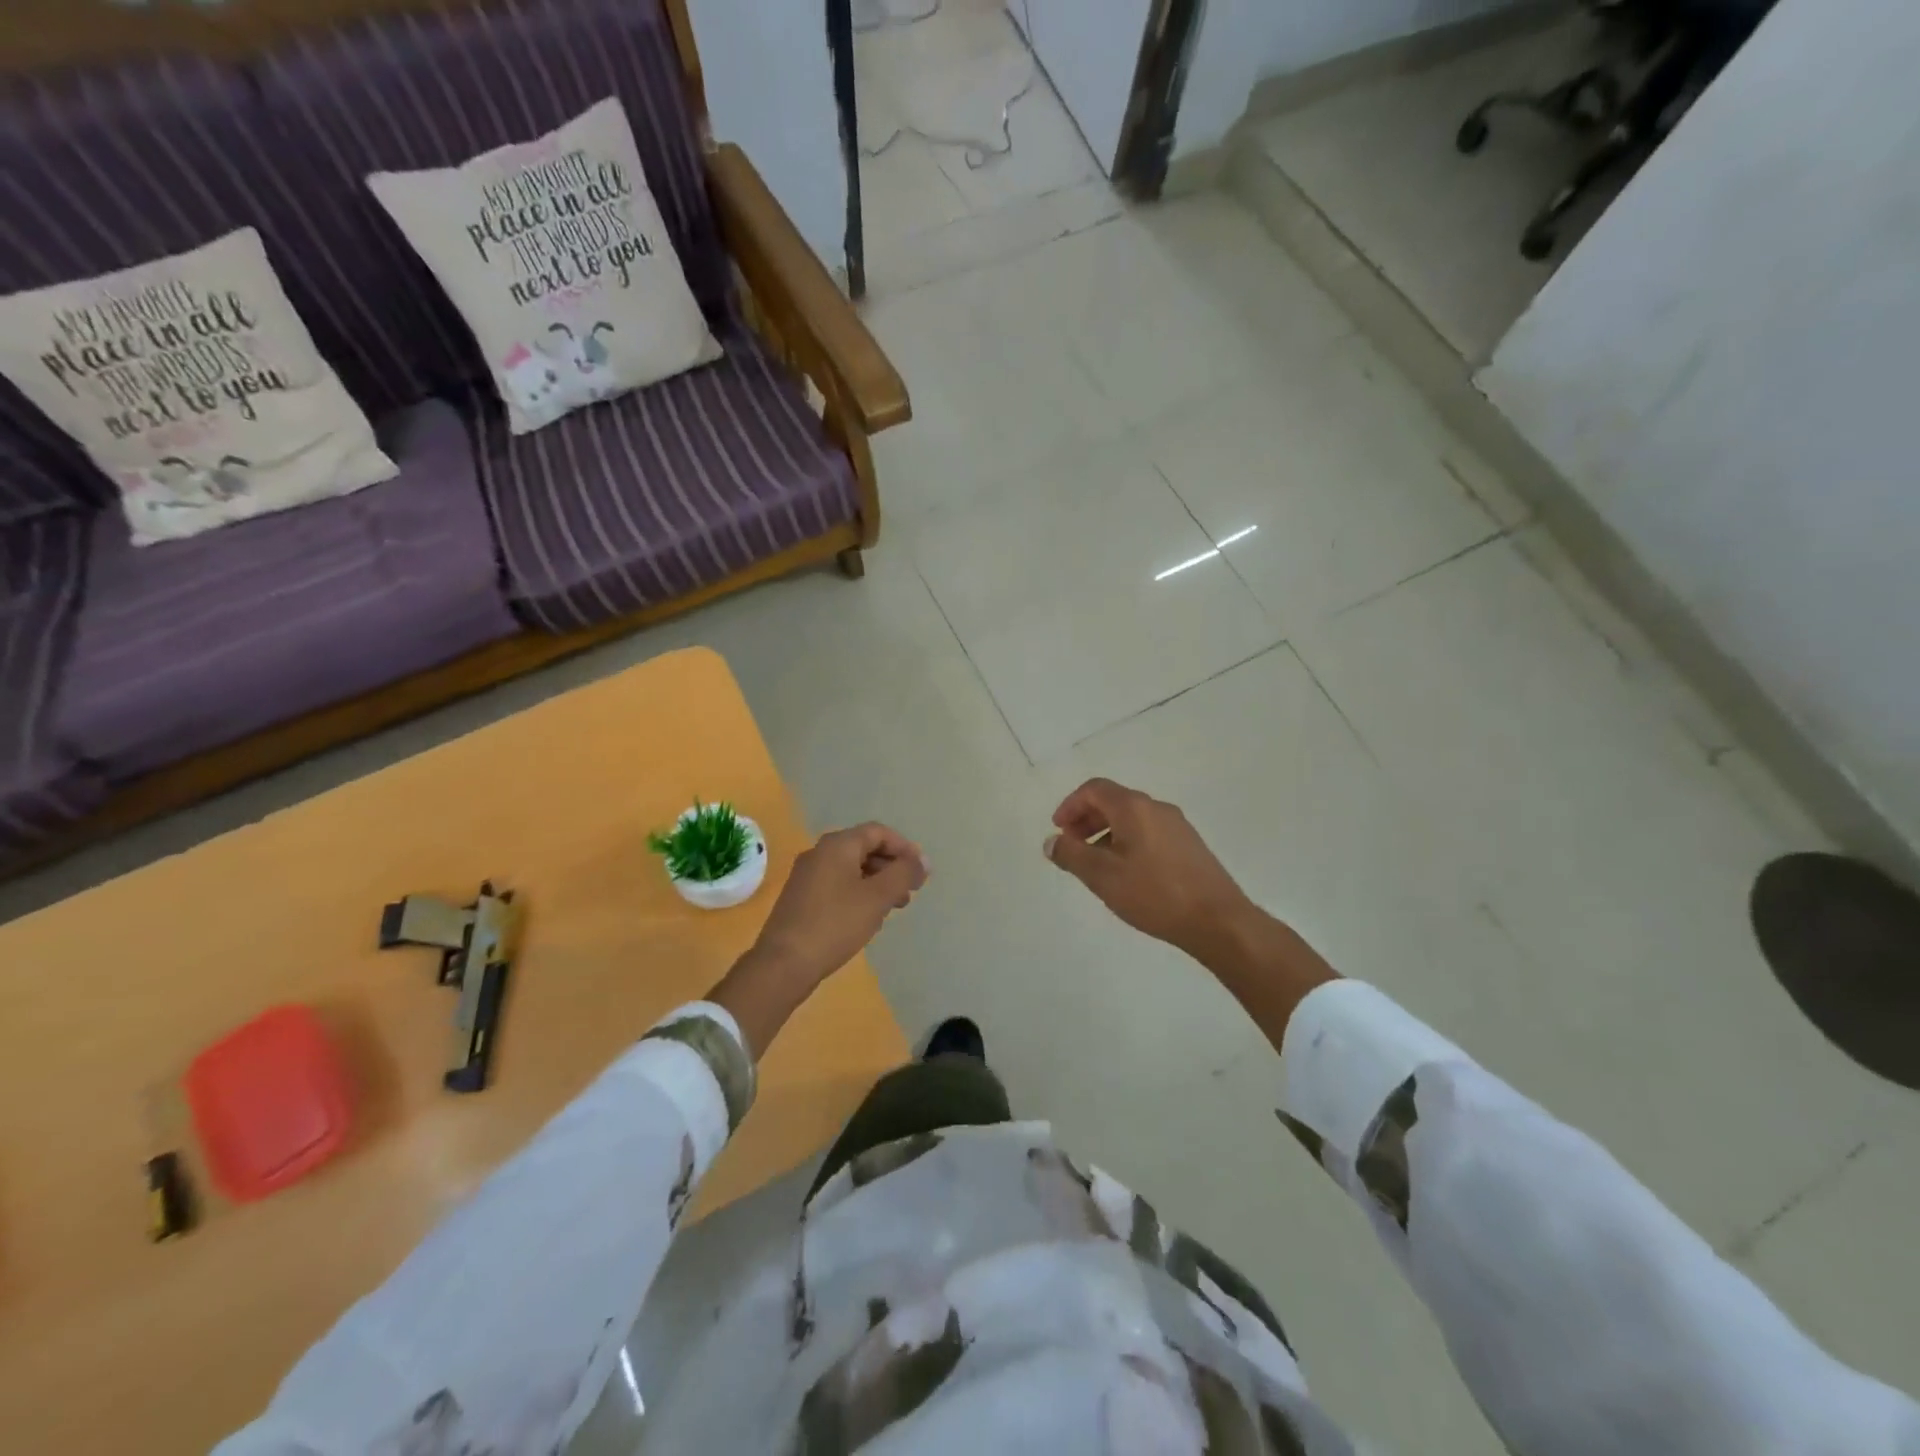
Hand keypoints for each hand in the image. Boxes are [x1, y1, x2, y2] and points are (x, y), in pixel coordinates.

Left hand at [752, 822, 929, 984]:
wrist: (784, 963)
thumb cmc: (835, 924)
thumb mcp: (877, 897)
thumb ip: (903, 874)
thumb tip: (923, 861)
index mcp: (837, 845)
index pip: (878, 832)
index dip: (904, 848)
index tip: (921, 872)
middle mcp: (819, 853)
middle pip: (864, 848)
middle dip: (891, 867)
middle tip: (910, 892)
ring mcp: (807, 876)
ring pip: (851, 869)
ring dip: (877, 883)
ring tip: (894, 908)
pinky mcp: (801, 898)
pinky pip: (838, 885)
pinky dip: (859, 894)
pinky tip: (867, 918)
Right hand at [1045, 779, 1337, 1043]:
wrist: (1218, 920)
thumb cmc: (1154, 894)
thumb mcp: (1102, 876)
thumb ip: (1071, 855)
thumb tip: (1052, 842)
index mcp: (1134, 807)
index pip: (1094, 789)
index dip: (1071, 805)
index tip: (1058, 831)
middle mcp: (1157, 808)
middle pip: (1114, 801)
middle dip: (1086, 820)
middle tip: (1072, 847)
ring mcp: (1177, 826)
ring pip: (1132, 819)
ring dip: (1106, 833)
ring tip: (1096, 866)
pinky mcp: (1190, 845)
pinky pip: (1149, 832)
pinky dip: (1127, 842)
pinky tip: (1126, 874)